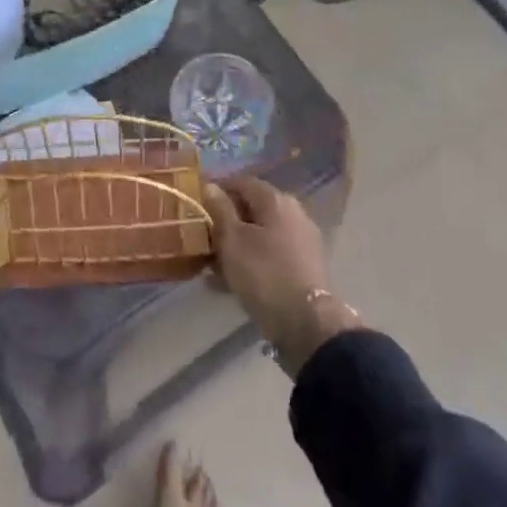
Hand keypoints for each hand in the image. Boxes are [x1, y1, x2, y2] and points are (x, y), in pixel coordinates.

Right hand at [204, 176, 360, 374]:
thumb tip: (211, 186)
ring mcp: (301, 242)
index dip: (217, 191)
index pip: (241, 182)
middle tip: (202, 241)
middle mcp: (293, 214)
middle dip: (225, 224)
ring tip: (211, 268)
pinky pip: (270, 257)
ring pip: (260, 236)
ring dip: (236, 247)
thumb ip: (220, 210)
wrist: (308, 324)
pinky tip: (230, 284)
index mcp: (276, 200)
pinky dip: (251, 264)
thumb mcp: (232, 239)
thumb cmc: (264, 273)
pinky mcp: (304, 268)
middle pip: (251, 210)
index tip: (198, 208)